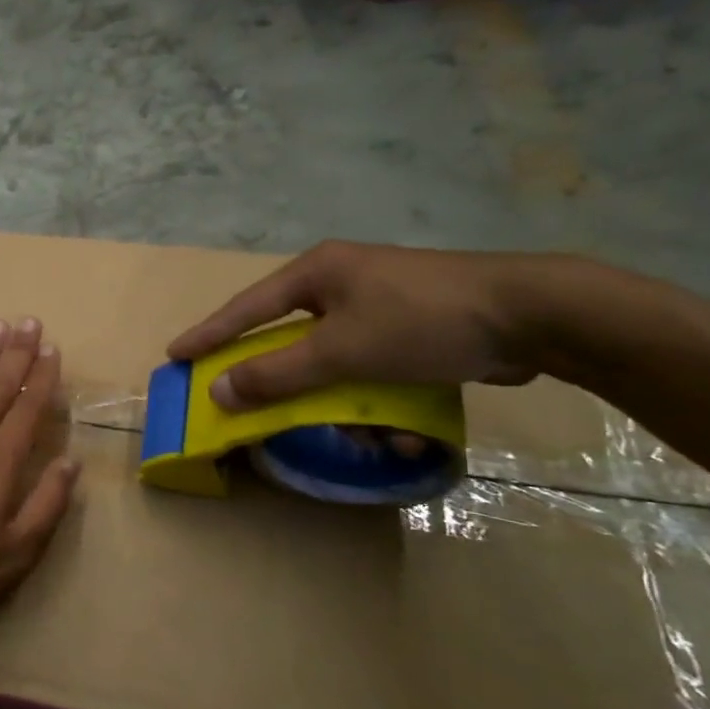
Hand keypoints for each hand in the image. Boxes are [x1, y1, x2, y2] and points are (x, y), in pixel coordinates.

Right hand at [168, 241, 543, 410]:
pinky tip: (405, 429)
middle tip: (261, 407)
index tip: (175, 354)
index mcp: (318, 273)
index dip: (209, 334)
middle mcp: (342, 283)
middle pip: (292, 339)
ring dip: (347, 404)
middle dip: (290, 383)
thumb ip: (276, 373)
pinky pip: (375, 369)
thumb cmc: (422, 321)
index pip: (246, 307)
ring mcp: (379, 305)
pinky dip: (382, 400)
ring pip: (337, 362)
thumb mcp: (342, 350)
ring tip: (370, 435)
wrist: (534, 315)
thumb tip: (218, 391)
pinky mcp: (412, 329)